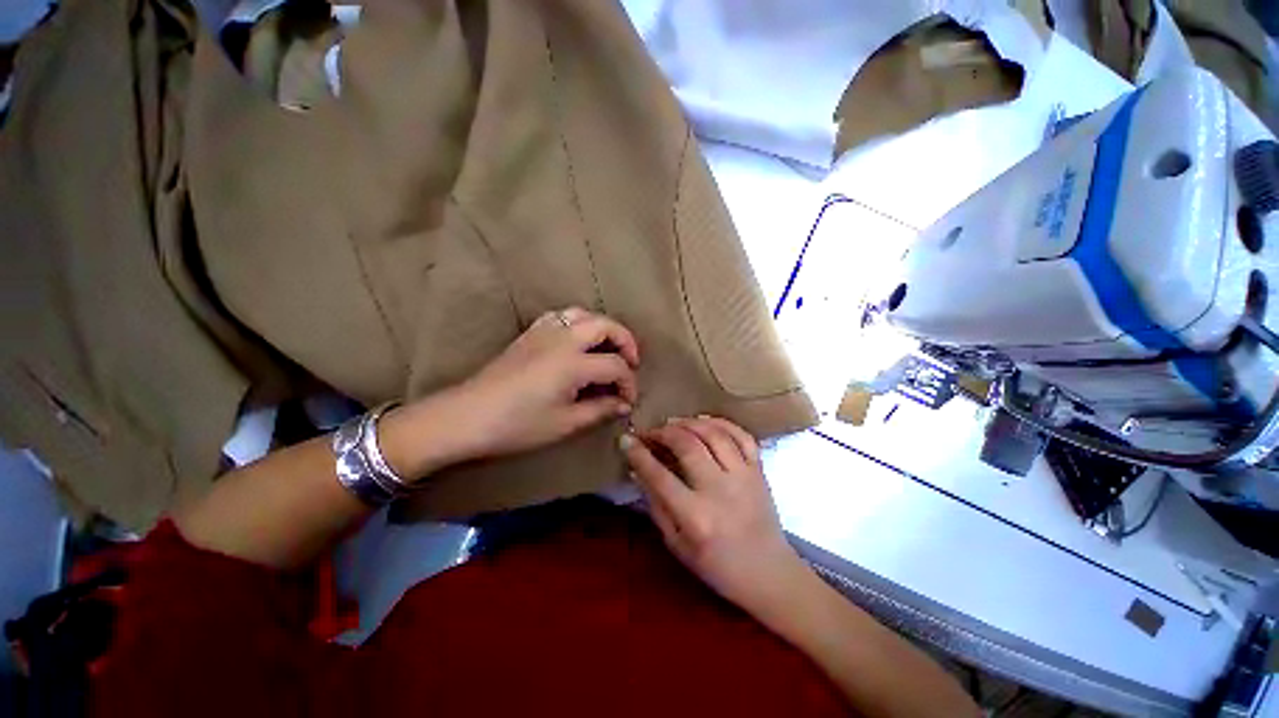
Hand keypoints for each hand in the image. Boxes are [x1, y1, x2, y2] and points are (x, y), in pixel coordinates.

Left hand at [444, 307, 639, 461]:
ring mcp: (544, 332)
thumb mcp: (565, 423)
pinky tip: (577, 341)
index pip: (616, 366)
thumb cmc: (518, 425)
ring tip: (608, 348)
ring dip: (603, 328)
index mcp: (573, 363)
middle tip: (631, 362)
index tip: (628, 401)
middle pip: (606, 326)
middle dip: (626, 341)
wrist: (467, 417)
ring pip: (583, 314)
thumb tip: (623, 404)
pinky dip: (578, 323)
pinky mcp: (530, 334)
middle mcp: (563, 339)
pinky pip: (561, 316)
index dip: (629, 383)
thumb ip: (600, 410)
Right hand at [621, 416, 807, 616]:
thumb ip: (656, 505)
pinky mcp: (759, 470)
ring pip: (714, 434)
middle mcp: (720, 490)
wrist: (768, 573)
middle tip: (651, 432)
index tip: (626, 439)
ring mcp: (744, 476)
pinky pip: (742, 435)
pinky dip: (721, 423)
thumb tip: (638, 471)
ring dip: (689, 422)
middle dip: (663, 432)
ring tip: (673, 423)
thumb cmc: (717, 566)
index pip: (660, 476)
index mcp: (695, 517)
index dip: (639, 454)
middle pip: (688, 445)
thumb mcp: (677, 545)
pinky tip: (704, 422)